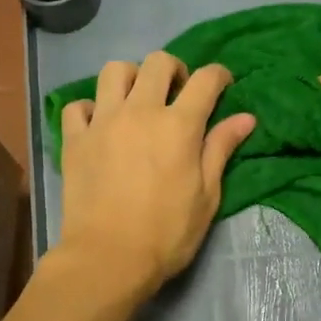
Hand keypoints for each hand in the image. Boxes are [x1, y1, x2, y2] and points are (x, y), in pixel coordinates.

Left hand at [57, 52, 255, 298]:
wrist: (108, 258)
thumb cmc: (167, 233)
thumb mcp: (206, 195)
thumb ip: (221, 149)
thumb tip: (245, 118)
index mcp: (179, 125)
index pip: (205, 80)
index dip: (219, 75)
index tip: (223, 84)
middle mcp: (140, 111)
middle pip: (158, 62)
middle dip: (175, 69)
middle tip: (178, 92)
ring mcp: (103, 122)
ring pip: (114, 71)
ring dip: (131, 77)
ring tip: (137, 100)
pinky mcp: (75, 139)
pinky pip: (78, 105)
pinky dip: (90, 108)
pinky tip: (100, 124)